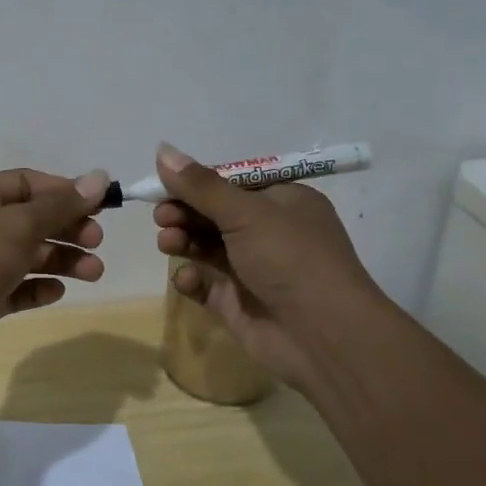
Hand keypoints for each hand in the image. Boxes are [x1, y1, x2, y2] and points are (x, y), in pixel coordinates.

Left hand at [0, 168, 110, 375]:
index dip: (65, 192)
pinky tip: (56, 292)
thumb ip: (61, 205)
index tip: (102, 207)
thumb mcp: (19, 224)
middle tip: (97, 242)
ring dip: (61, 260)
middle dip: (67, 229)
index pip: (28, 182)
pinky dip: (37, 288)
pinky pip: (15, 287)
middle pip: (31, 219)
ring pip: (27, 255)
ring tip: (93, 273)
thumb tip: (100, 178)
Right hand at [150, 142, 384, 393]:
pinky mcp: (237, 302)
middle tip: (162, 217)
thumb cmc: (291, 259)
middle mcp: (269, 232)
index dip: (196, 183)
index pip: (231, 183)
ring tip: (167, 243)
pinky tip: (187, 279)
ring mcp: (253, 269)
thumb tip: (162, 149)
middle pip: (214, 214)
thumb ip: (200, 185)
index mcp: (282, 202)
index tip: (163, 185)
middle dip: (184, 212)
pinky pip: (205, 283)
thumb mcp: (246, 212)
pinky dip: (191, 278)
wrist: (324, 337)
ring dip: (182, 240)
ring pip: (205, 246)